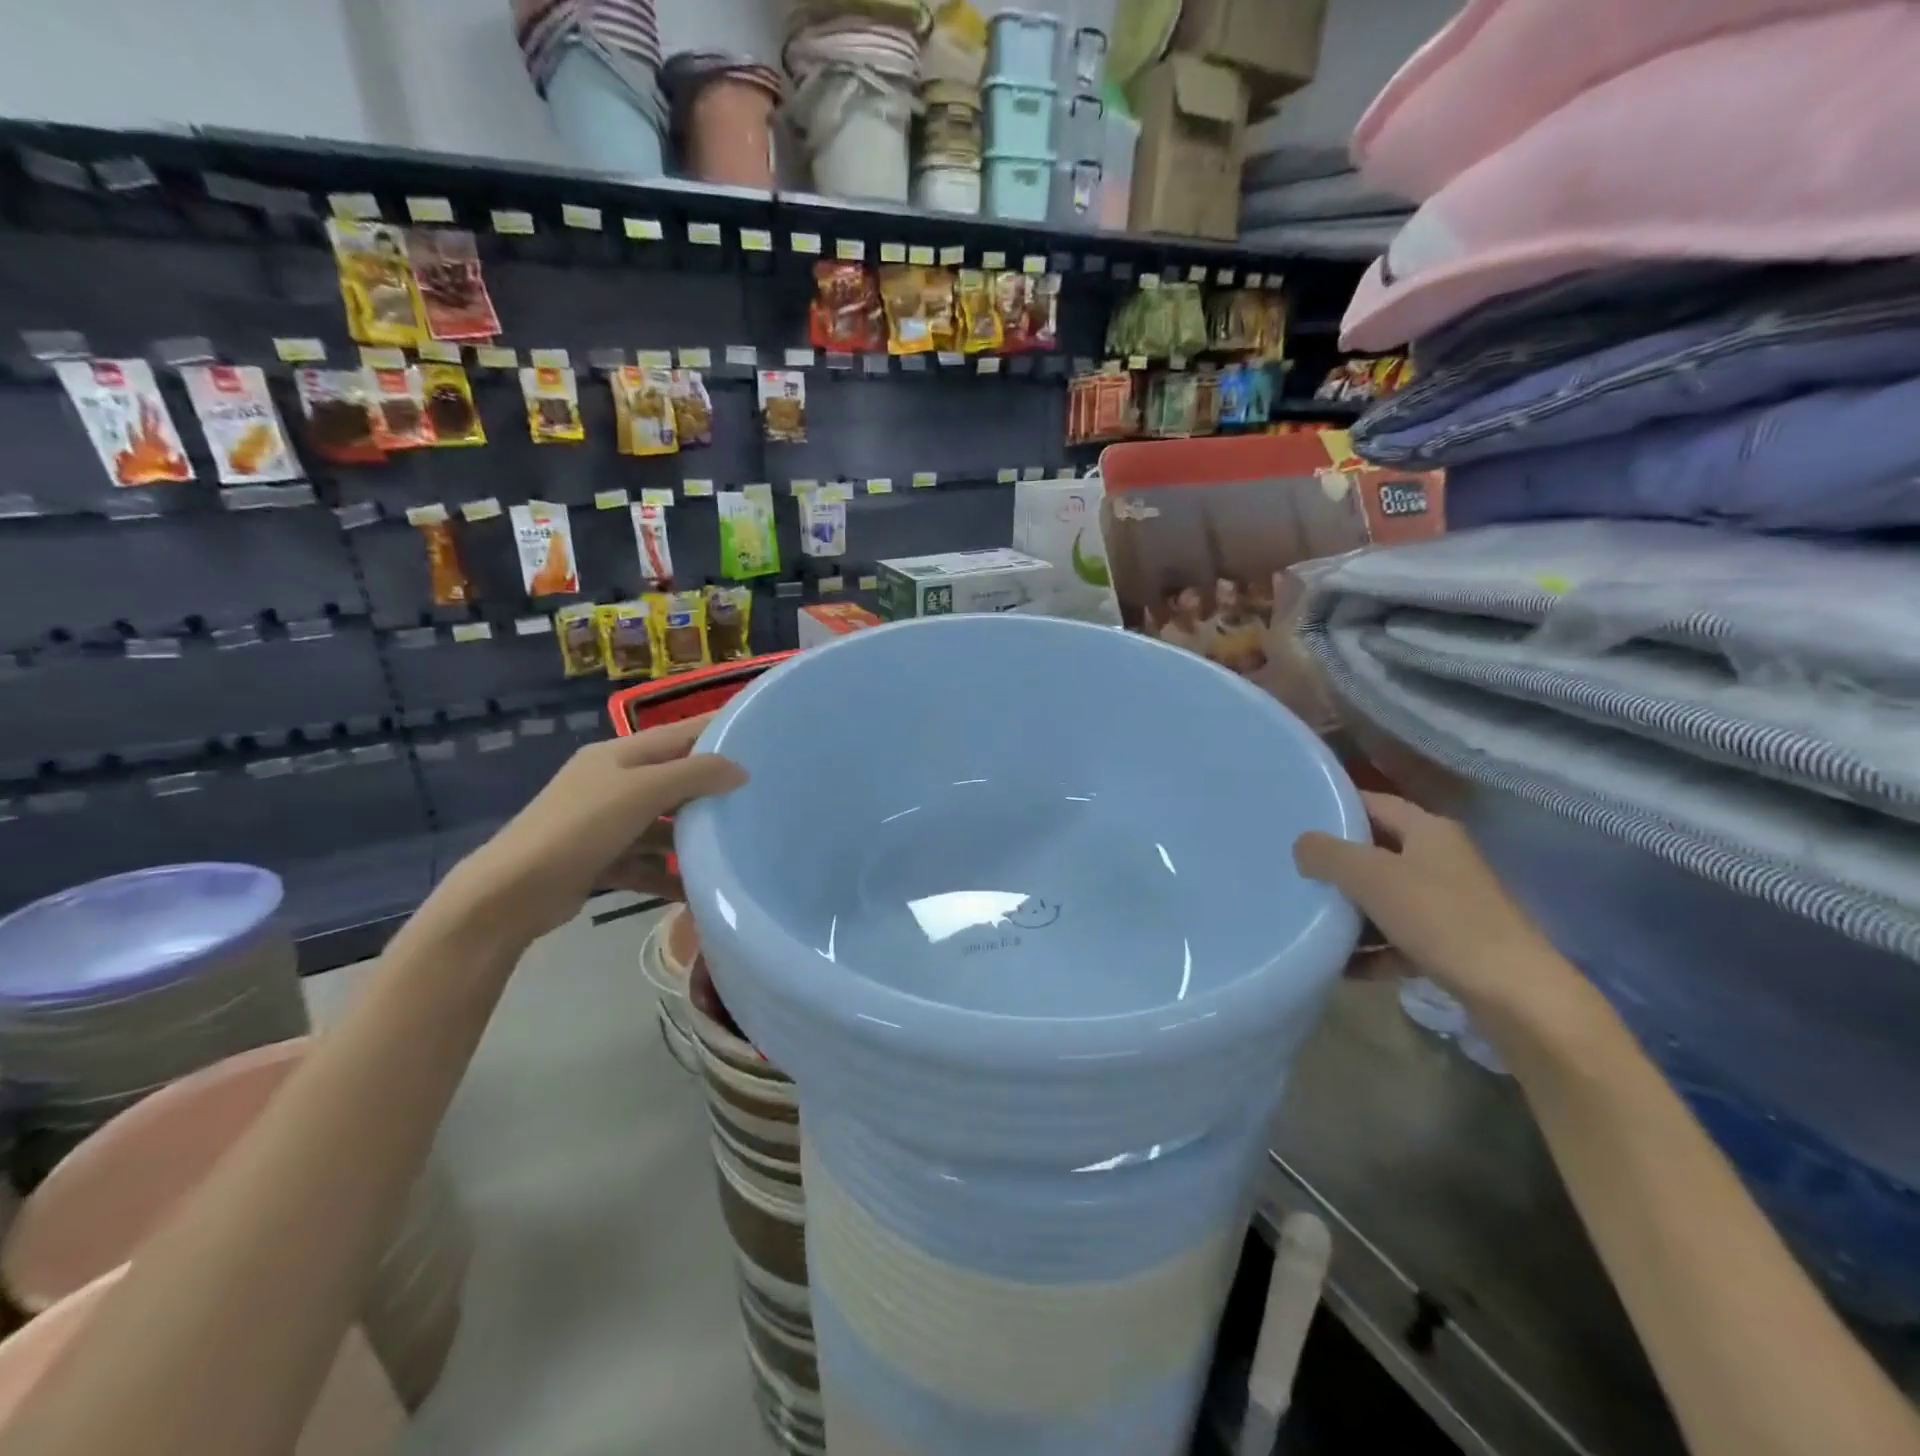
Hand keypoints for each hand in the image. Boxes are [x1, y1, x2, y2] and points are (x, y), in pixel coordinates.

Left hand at [437, 715, 745, 944]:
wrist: (511, 893)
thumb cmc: (579, 828)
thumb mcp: (642, 792)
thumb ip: (695, 775)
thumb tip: (740, 769)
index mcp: (618, 755)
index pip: (679, 733)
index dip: (717, 730)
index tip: (759, 735)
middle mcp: (612, 782)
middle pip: (673, 779)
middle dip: (711, 789)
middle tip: (757, 797)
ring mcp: (605, 823)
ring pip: (662, 824)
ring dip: (691, 838)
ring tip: (732, 848)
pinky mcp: (601, 859)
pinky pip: (647, 862)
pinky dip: (669, 874)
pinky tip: (696, 889)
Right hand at [1293, 792, 1567, 1012]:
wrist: (1514, 995)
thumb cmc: (1440, 919)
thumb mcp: (1371, 877)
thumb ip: (1328, 854)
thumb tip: (1302, 845)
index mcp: (1428, 831)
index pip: (1373, 803)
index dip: (1335, 807)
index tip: (1295, 818)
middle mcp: (1441, 860)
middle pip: (1377, 852)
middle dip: (1336, 864)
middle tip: (1293, 870)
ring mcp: (1449, 904)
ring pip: (1386, 898)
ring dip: (1350, 911)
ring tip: (1309, 920)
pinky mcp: (1452, 945)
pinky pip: (1398, 939)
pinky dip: (1371, 950)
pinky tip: (1340, 965)